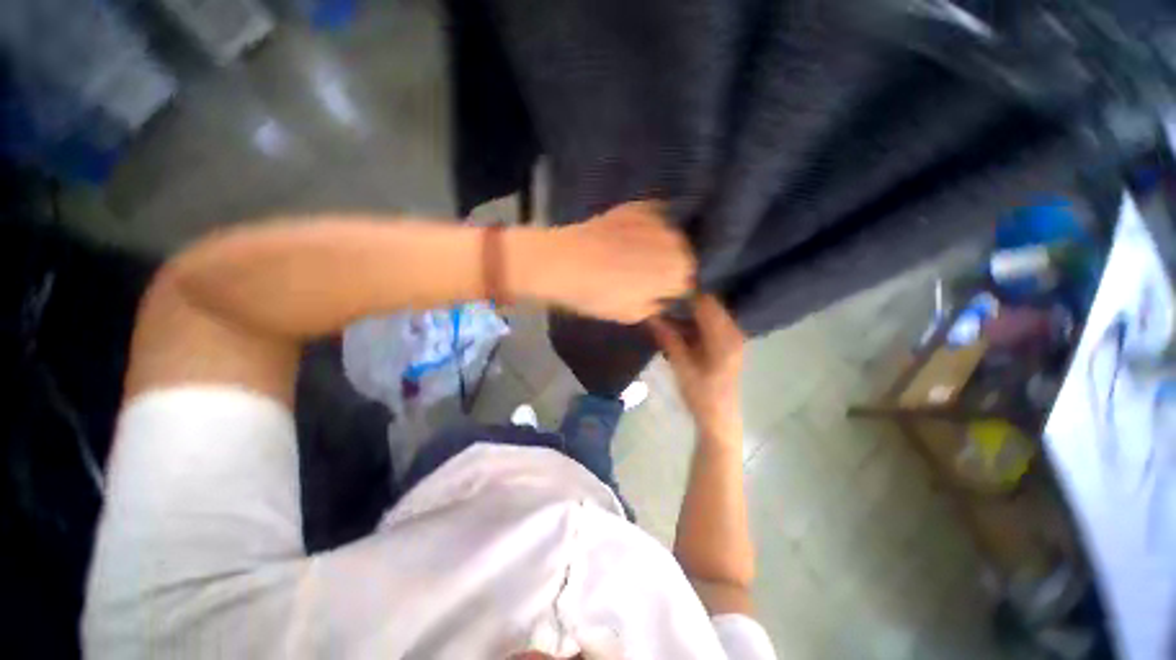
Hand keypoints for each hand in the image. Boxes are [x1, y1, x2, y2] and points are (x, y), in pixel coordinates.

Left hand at [530, 201, 694, 322]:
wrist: (563, 262)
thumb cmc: (599, 295)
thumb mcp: (632, 315)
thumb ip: (657, 307)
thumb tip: (664, 298)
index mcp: (678, 271)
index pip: (691, 283)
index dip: (677, 290)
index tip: (663, 293)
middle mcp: (678, 241)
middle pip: (685, 256)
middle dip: (673, 267)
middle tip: (651, 274)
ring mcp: (659, 219)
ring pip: (673, 236)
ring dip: (664, 246)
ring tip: (641, 253)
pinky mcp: (640, 206)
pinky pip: (656, 218)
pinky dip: (652, 227)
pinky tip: (635, 235)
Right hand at [648, 295, 744, 442]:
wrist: (719, 419)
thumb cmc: (701, 395)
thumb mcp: (681, 366)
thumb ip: (668, 338)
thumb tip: (650, 316)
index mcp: (725, 337)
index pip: (706, 303)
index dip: (686, 294)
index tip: (664, 287)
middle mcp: (732, 332)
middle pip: (708, 306)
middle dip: (685, 301)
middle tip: (662, 296)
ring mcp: (731, 338)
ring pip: (707, 315)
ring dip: (687, 312)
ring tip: (665, 308)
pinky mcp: (725, 344)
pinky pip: (708, 325)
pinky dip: (692, 323)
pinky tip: (676, 324)